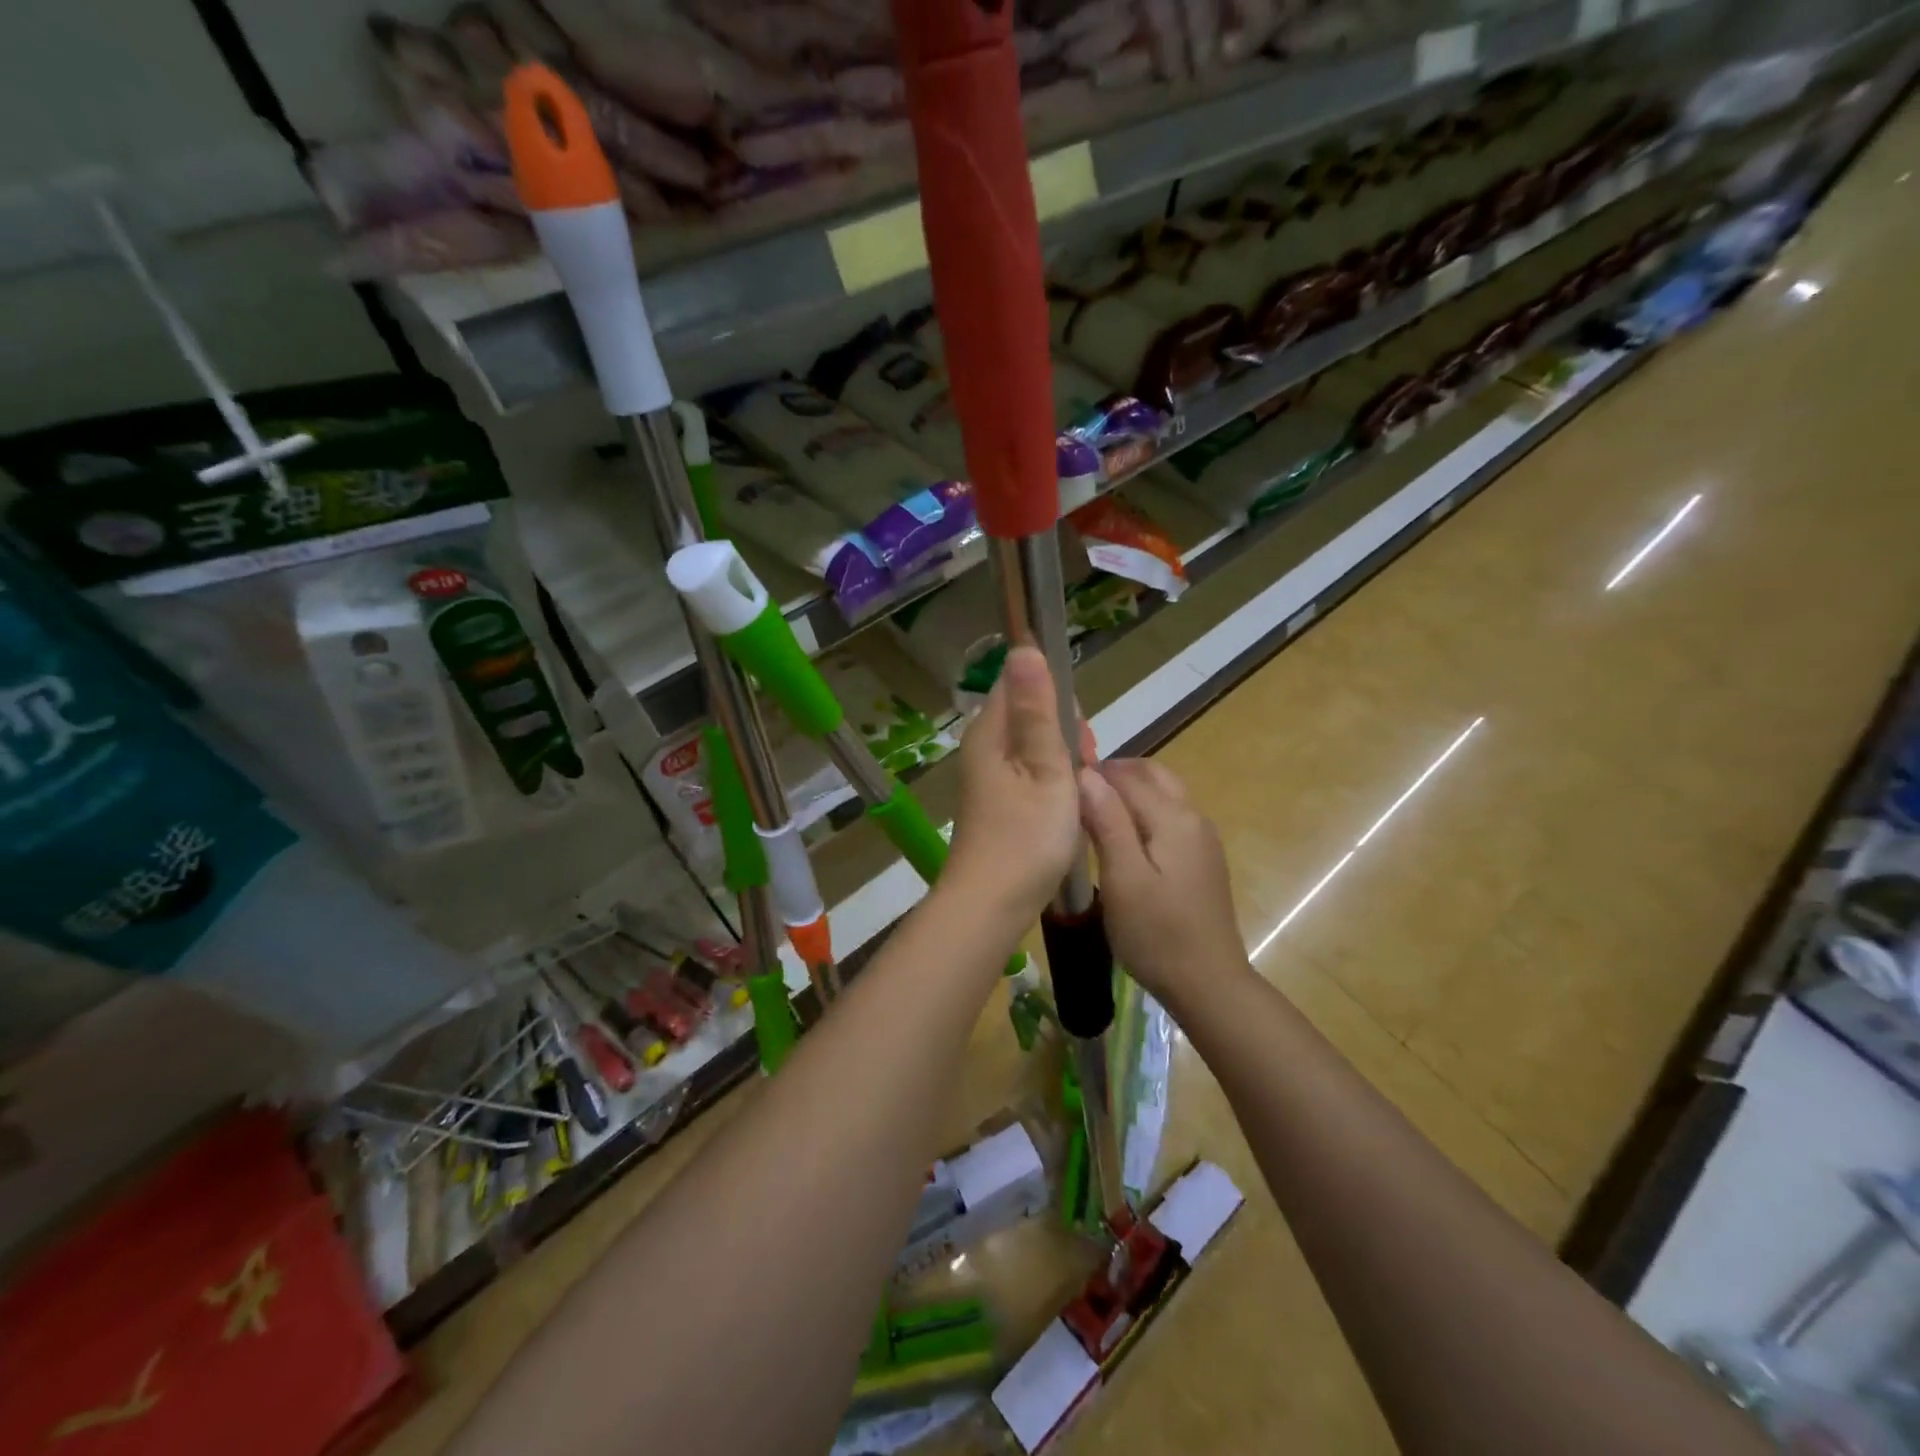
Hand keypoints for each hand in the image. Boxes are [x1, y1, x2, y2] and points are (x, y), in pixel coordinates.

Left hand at [945, 647, 1084, 922]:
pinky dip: (1051, 781)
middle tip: (1082, 768)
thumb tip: (1023, 645)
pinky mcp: (996, 800)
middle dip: (1065, 732)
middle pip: (1029, 713)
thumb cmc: (1026, 836)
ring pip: (1033, 745)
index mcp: (989, 731)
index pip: (1020, 681)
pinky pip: (1029, 772)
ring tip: (1077, 792)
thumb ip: (1038, 709)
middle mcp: (983, 747)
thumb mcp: (1045, 767)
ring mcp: (987, 776)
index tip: (1078, 735)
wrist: (992, 904)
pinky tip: (1064, 808)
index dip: (1056, 698)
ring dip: (1062, 760)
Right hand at [1079, 759, 1248, 1010]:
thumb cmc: (1156, 934)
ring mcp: (1203, 838)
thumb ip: (1107, 821)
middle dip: (1114, 773)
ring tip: (1092, 809)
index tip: (1059, 784)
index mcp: (1174, 817)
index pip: (1127, 776)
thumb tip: (1087, 773)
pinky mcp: (1202, 859)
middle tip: (1076, 791)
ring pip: (1163, 794)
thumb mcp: (1123, 878)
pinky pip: (1170, 816)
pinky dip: (1144, 810)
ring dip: (1129, 790)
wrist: (1208, 983)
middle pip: (1152, 775)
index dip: (1092, 773)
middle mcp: (1194, 817)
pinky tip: (1122, 835)